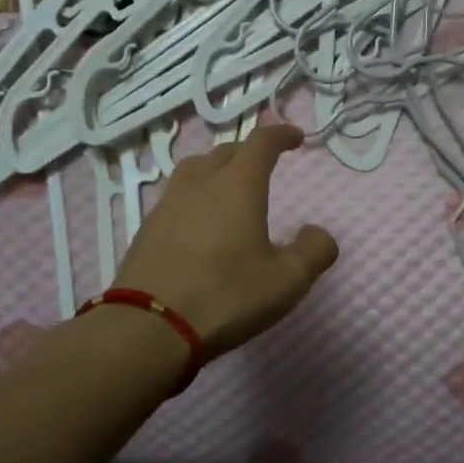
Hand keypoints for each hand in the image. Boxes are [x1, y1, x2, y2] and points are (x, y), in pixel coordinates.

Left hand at [113, 124, 339, 355]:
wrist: (148, 327)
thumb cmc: (226, 296)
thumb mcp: (287, 280)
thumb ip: (313, 251)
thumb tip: (317, 233)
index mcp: (237, 185)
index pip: (261, 142)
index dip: (281, 135)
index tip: (295, 138)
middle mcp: (199, 183)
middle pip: (225, 152)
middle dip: (248, 153)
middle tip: (263, 166)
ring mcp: (167, 205)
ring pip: (194, 170)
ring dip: (216, 171)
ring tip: (227, 189)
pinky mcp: (146, 229)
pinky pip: (176, 198)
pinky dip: (194, 198)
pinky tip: (199, 224)